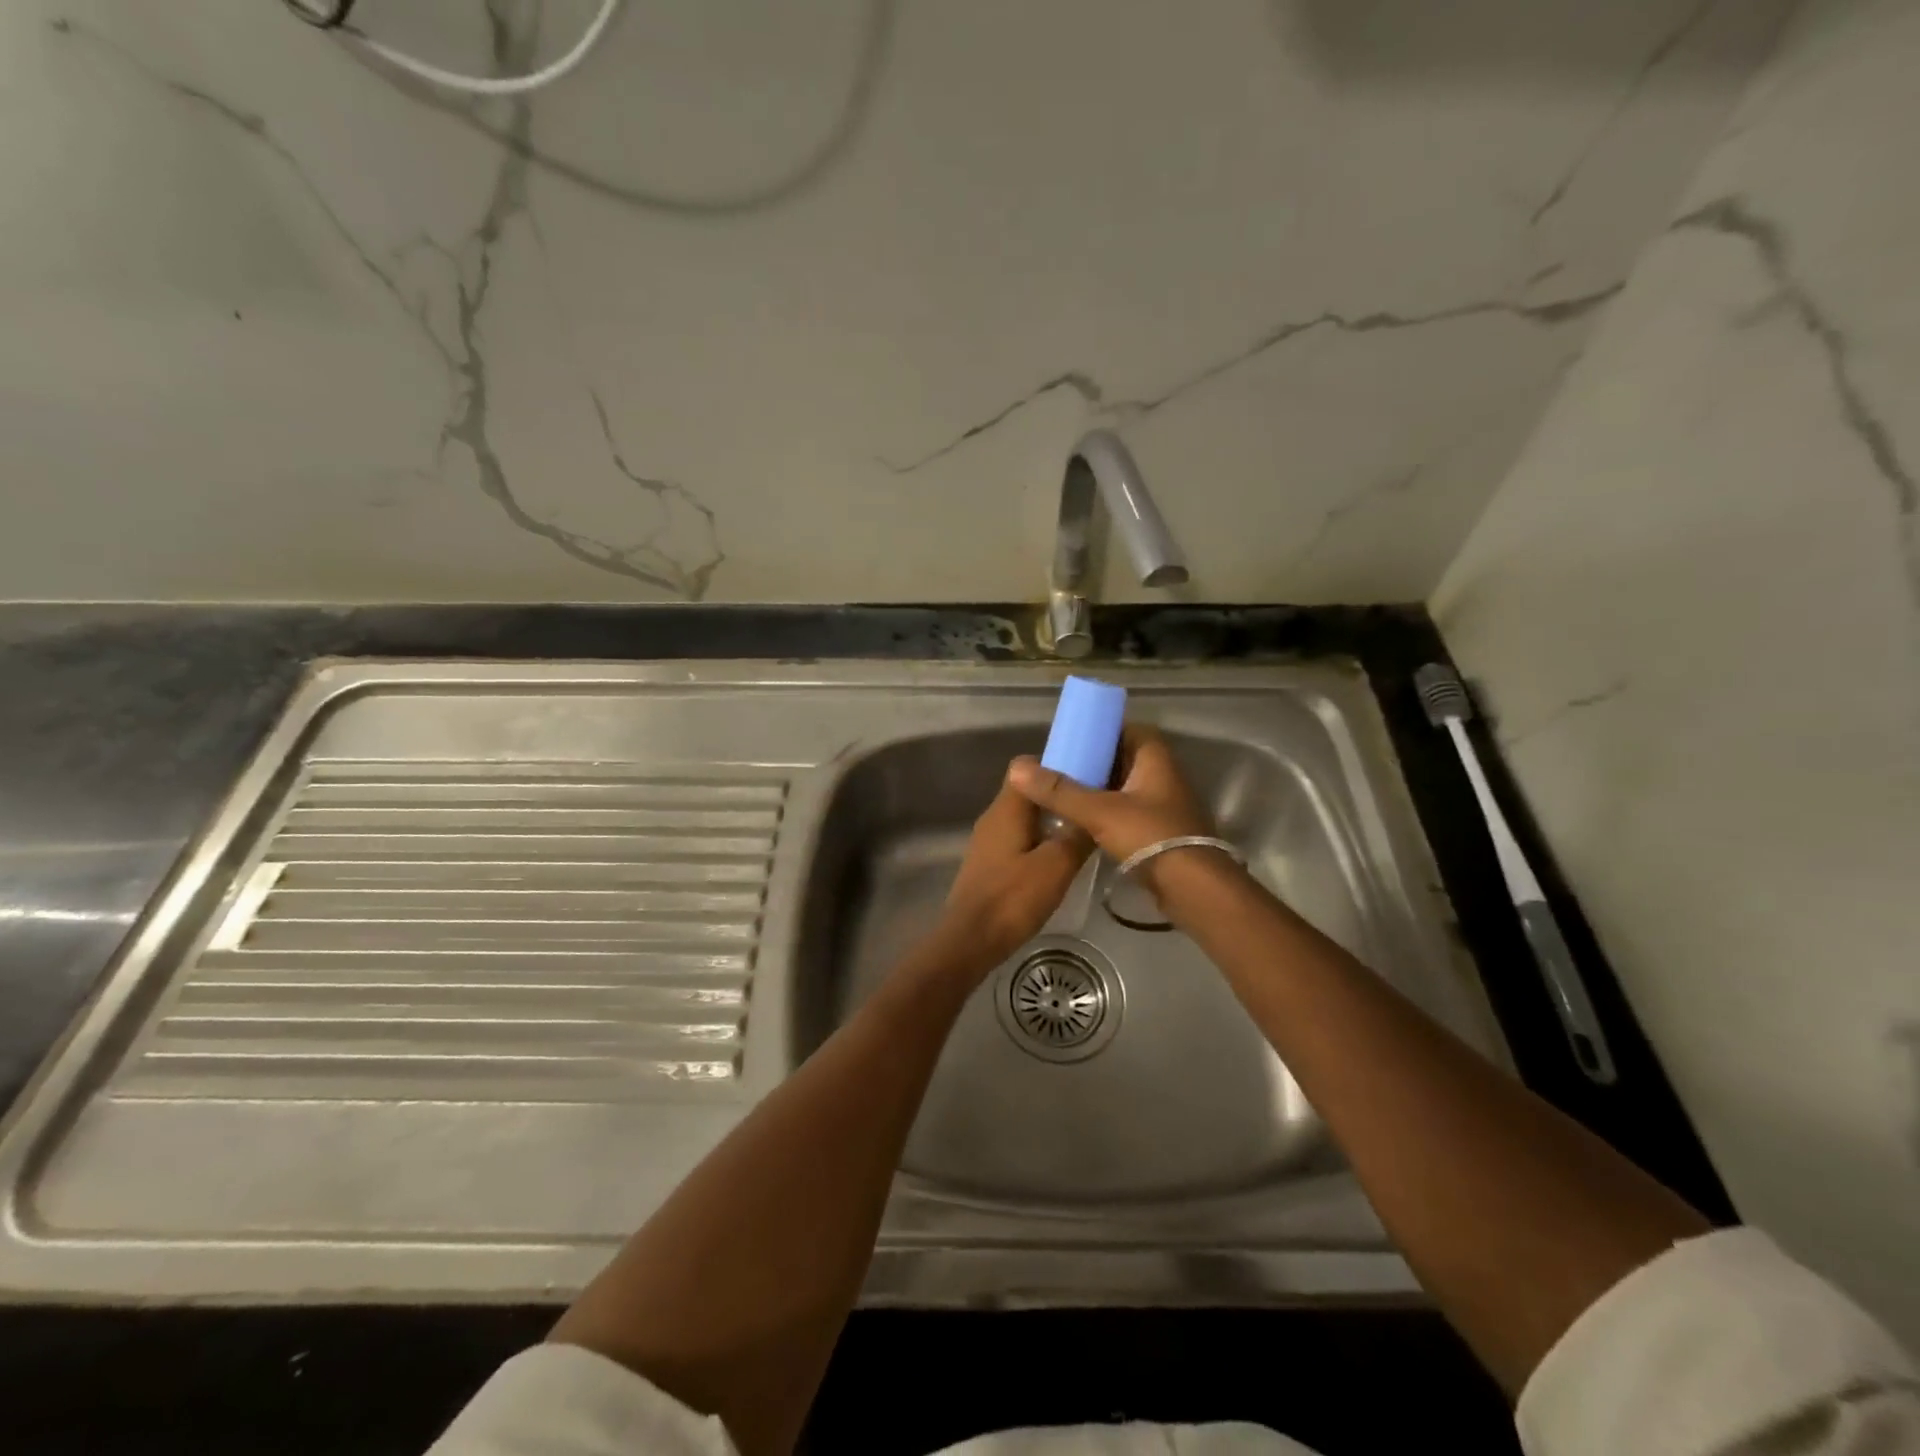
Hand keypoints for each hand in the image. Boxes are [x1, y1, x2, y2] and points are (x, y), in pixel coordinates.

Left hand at [934, 777, 1091, 973]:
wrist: (970, 940)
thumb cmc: (1012, 898)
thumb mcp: (1056, 866)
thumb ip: (1077, 836)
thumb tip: (1095, 813)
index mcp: (1006, 808)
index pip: (1028, 766)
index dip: (1057, 765)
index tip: (1088, 774)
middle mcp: (994, 817)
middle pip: (1028, 792)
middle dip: (1059, 794)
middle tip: (1092, 804)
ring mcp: (988, 841)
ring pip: (1024, 817)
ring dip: (1051, 820)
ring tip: (1084, 830)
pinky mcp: (990, 863)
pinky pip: (1019, 839)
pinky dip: (1039, 841)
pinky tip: (1060, 859)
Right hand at [1006, 726, 1212, 866]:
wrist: (1193, 888)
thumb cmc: (1150, 836)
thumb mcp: (1099, 811)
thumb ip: (1059, 791)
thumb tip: (1019, 768)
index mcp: (1156, 760)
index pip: (1132, 730)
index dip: (1104, 731)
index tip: (1075, 740)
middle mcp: (1165, 778)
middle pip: (1126, 760)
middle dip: (1095, 763)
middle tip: (1062, 768)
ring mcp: (1165, 807)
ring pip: (1127, 789)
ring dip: (1100, 791)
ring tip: (1065, 795)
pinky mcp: (1162, 834)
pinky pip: (1130, 814)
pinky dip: (1109, 814)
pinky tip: (1083, 824)